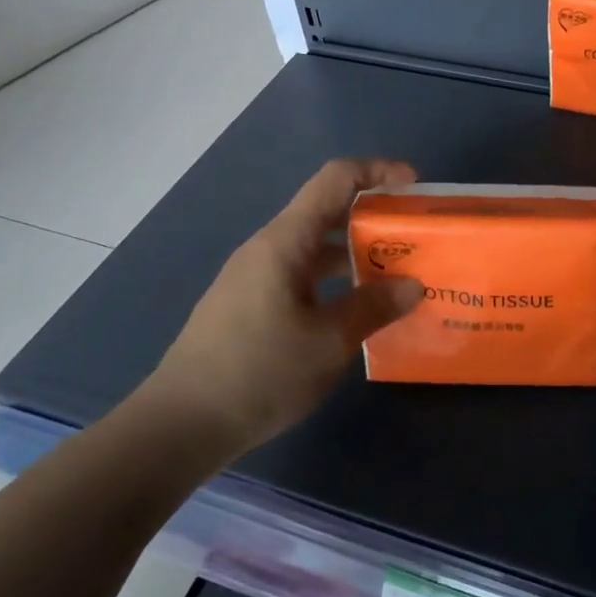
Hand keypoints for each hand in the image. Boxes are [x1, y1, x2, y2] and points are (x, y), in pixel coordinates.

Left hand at [133, 158, 424, 458]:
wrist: (180, 425)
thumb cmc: (259, 372)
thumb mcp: (329, 342)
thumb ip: (374, 307)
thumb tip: (413, 285)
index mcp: (286, 242)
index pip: (335, 180)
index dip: (377, 171)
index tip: (414, 187)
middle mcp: (268, 249)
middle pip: (327, 212)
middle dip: (374, 218)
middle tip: (415, 241)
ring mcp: (255, 277)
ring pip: (315, 249)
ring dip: (356, 254)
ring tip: (397, 277)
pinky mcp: (249, 305)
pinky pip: (302, 276)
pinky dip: (335, 281)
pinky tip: (356, 312)